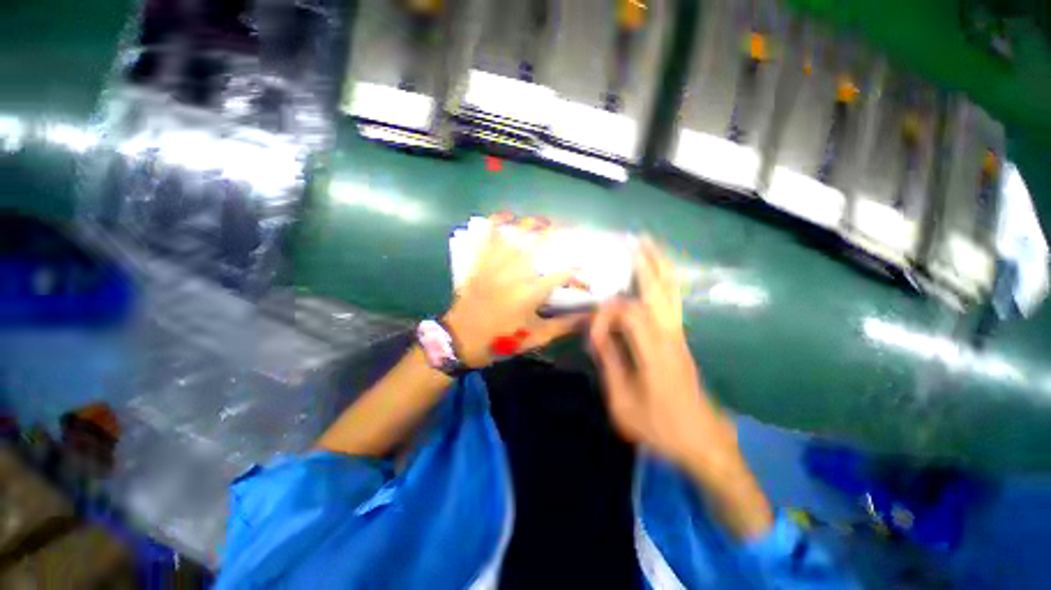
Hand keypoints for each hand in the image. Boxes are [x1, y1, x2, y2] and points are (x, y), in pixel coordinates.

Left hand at [443, 217, 582, 367]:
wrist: (462, 338)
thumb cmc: (502, 340)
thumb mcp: (535, 338)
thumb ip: (562, 327)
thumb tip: (585, 317)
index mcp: (530, 293)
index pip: (560, 275)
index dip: (576, 269)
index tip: (584, 266)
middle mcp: (515, 273)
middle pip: (538, 244)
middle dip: (555, 233)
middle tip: (566, 229)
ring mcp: (495, 265)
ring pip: (515, 236)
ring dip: (531, 224)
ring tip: (542, 220)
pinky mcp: (480, 263)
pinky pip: (486, 237)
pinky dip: (495, 223)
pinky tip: (505, 215)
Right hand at [589, 238, 732, 470]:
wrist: (703, 442)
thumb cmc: (661, 428)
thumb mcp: (623, 404)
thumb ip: (610, 364)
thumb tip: (597, 335)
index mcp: (656, 353)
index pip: (629, 314)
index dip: (605, 317)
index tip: (593, 336)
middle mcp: (671, 337)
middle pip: (661, 290)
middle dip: (647, 264)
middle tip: (636, 241)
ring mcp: (680, 337)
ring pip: (672, 293)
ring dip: (661, 268)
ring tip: (651, 247)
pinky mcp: (681, 341)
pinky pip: (673, 303)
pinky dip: (665, 283)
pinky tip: (658, 276)